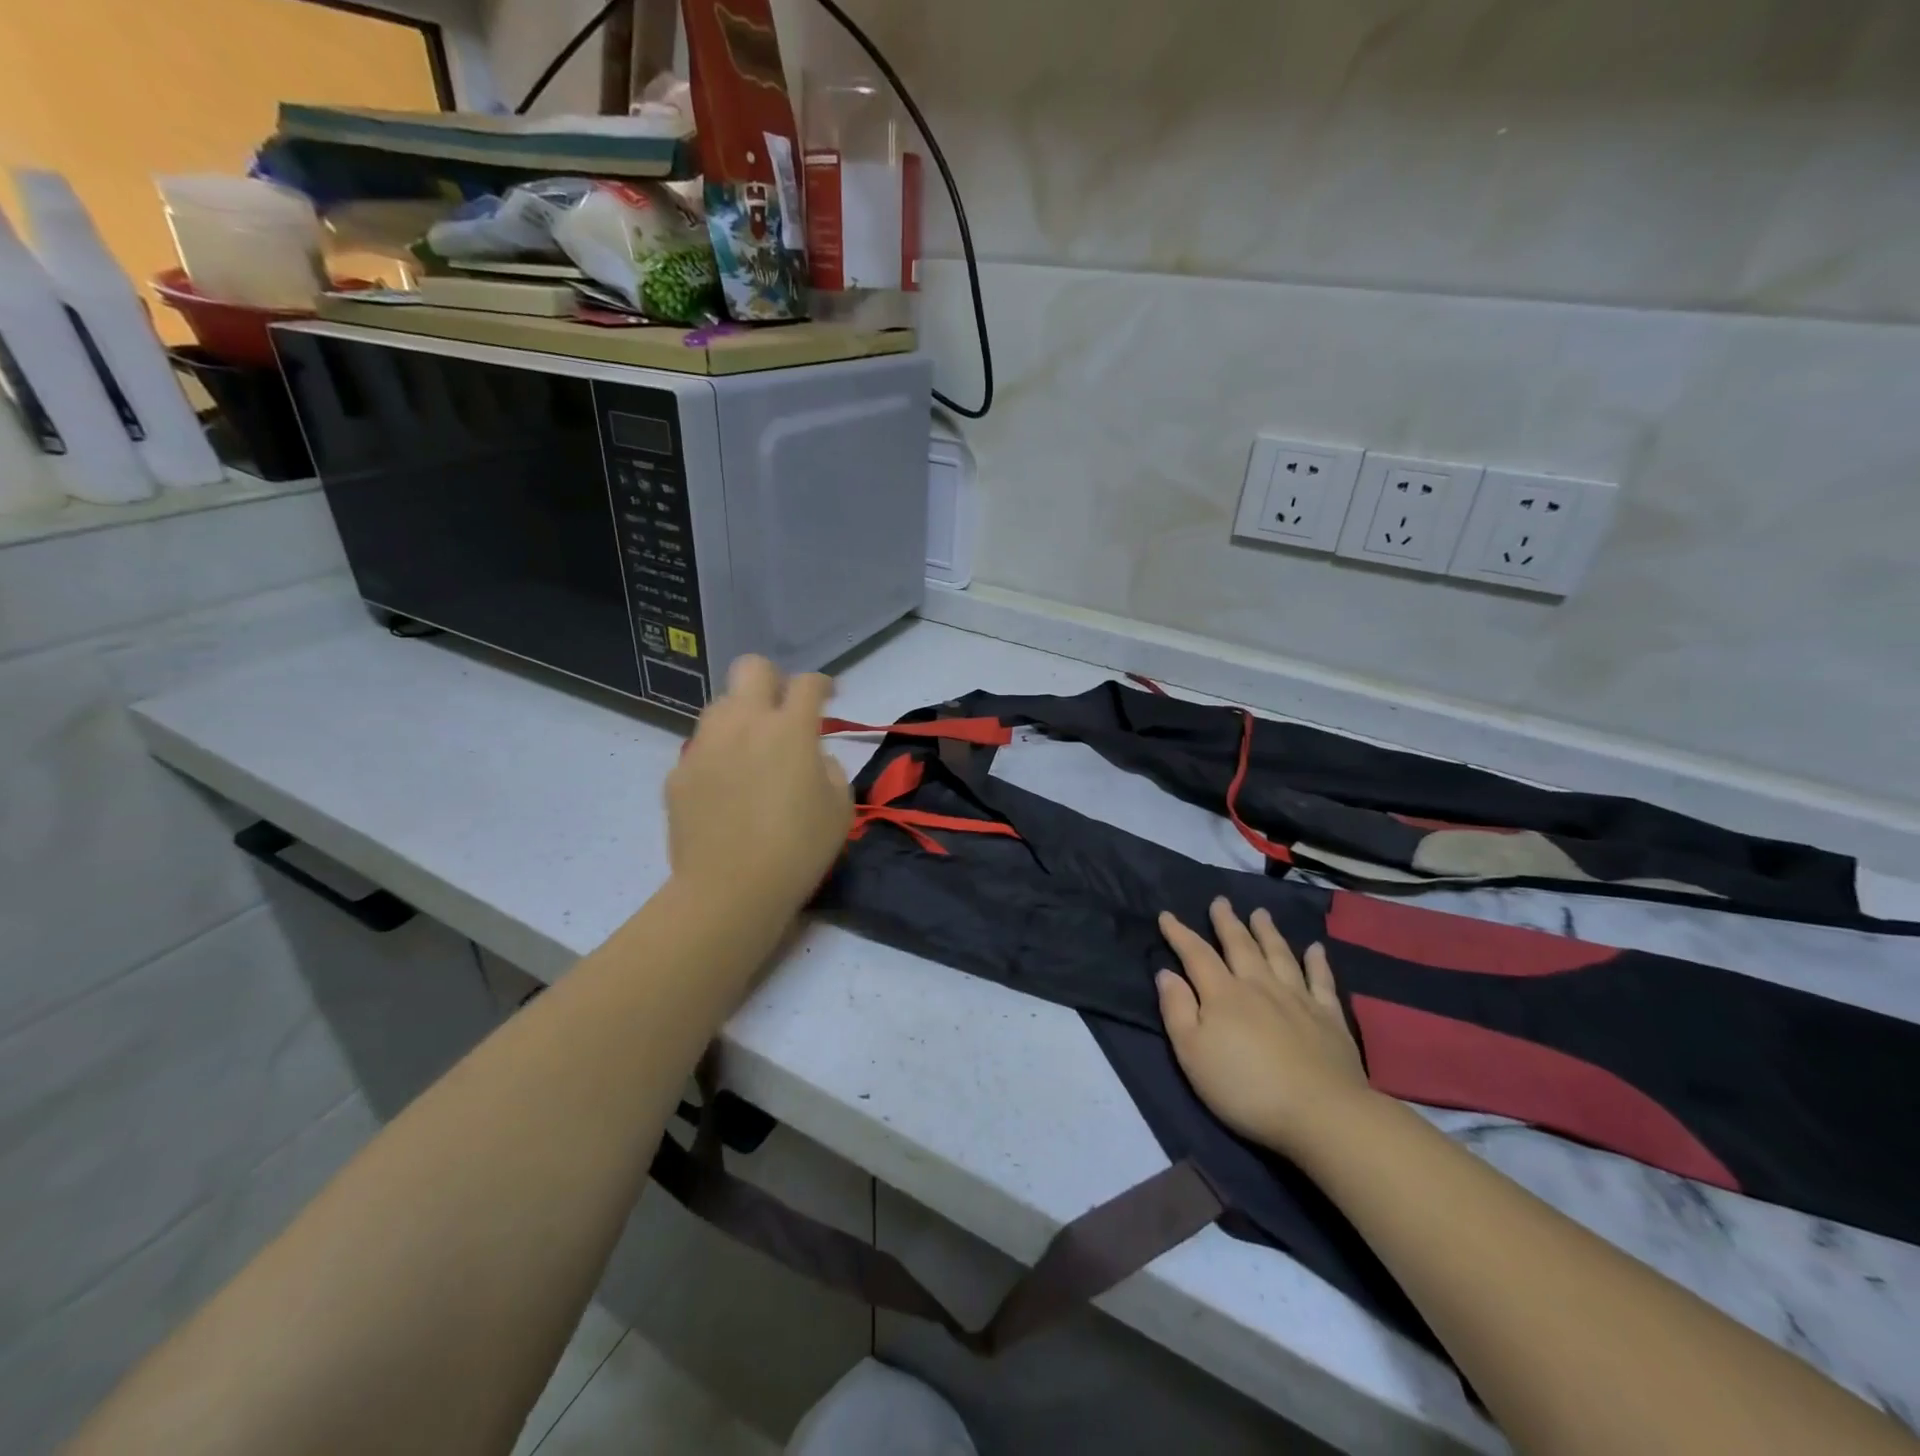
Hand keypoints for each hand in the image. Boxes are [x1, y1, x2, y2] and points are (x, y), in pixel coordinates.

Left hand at [667, 656, 852, 909]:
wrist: (730, 891)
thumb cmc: (798, 850)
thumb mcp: (840, 810)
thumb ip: (830, 770)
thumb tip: (815, 759)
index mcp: (789, 729)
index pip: (807, 684)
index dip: (822, 684)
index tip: (828, 696)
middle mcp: (744, 724)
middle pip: (752, 668)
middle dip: (772, 679)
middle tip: (783, 710)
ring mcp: (704, 746)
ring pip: (721, 705)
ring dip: (741, 717)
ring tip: (752, 751)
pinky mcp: (679, 773)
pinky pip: (702, 748)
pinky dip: (718, 756)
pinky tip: (726, 789)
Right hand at [1156, 898, 1372, 1156]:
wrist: (1321, 1114)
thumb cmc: (1245, 1088)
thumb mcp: (1193, 1054)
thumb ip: (1177, 1010)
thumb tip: (1166, 973)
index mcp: (1223, 994)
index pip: (1196, 954)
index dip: (1179, 934)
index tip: (1167, 915)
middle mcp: (1259, 985)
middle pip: (1240, 946)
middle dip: (1227, 922)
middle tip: (1220, 901)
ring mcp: (1298, 999)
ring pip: (1279, 954)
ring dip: (1267, 932)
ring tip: (1260, 913)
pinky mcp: (1329, 1018)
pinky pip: (1321, 980)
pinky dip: (1317, 962)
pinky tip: (1316, 948)